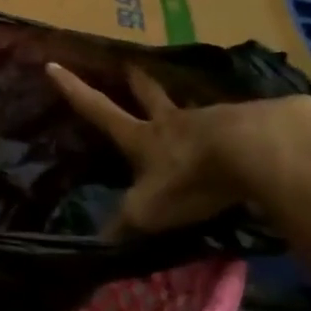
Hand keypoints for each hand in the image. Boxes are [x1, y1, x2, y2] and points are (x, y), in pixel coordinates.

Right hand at [46, 62, 310, 235]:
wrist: (256, 152)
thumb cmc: (190, 178)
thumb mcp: (148, 211)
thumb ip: (124, 225)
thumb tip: (97, 245)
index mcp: (142, 138)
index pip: (98, 110)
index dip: (74, 90)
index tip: (54, 65)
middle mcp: (172, 122)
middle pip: (150, 96)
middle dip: (137, 83)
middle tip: (130, 66)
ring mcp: (212, 120)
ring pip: (192, 111)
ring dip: (186, 109)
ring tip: (190, 112)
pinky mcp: (250, 125)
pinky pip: (233, 125)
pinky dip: (230, 130)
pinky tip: (239, 138)